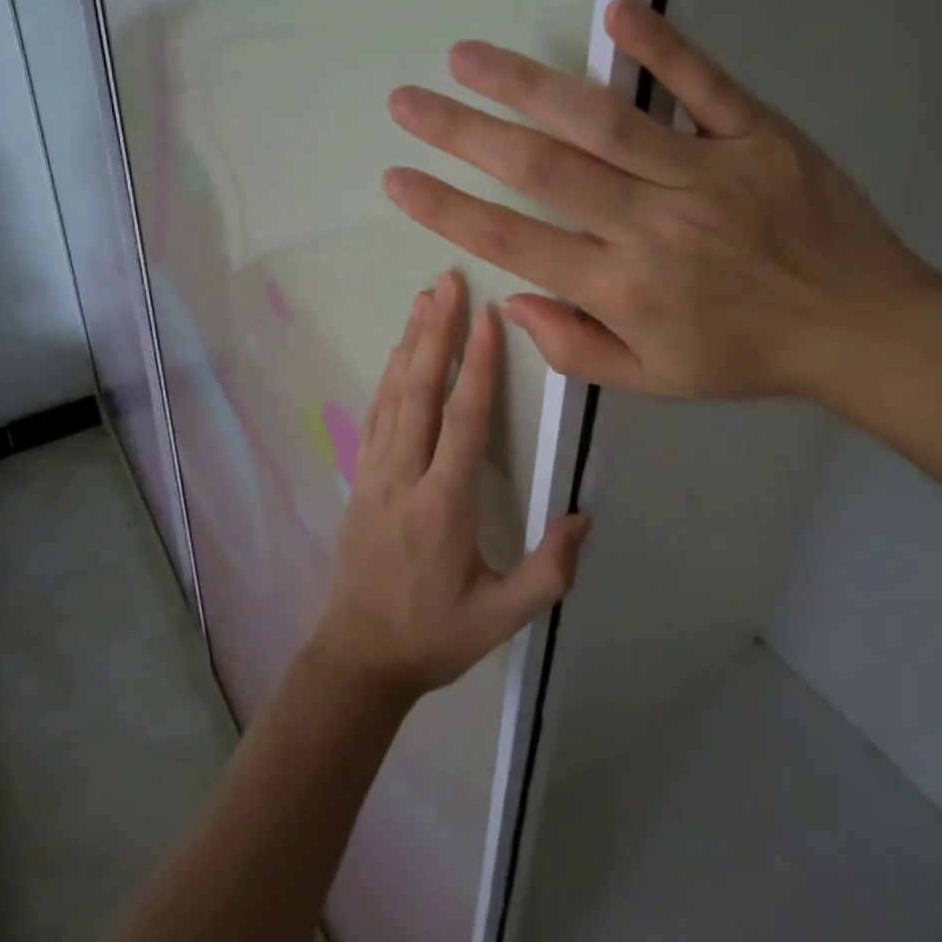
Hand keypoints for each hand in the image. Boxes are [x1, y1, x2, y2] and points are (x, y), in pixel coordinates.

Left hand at [310, 272, 590, 700]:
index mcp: (443, 504)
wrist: (358, 657)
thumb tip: (583, 517)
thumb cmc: (433, 636)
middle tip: (447, 283)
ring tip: (424, 300)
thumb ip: (547, 572)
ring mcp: (376, 473)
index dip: (478, 366)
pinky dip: (387, 376)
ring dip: (410, 343)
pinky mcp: (361, 477)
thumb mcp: (500, 619)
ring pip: (393, 394)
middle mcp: (405, 475)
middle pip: (420, 390)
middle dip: (436, 333)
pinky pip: (375, 414)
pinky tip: (396, 352)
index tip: (487, 318)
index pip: (463, 420)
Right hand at [381, 0, 941, 403]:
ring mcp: (707, 174)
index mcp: (624, 291)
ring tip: (466, 57)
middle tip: (406, 102)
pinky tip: (616, 10)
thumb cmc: (748, 355)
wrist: (863, 328)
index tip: (397, 178)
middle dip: (462, 135)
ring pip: (603, 122)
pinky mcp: (758, 136)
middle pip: (541, 172)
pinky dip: (662, 46)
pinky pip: (705, 85)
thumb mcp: (656, 380)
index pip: (515, 243)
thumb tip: (512, 303)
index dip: (448, 210)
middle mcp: (652, 228)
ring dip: (527, 85)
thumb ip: (577, 349)